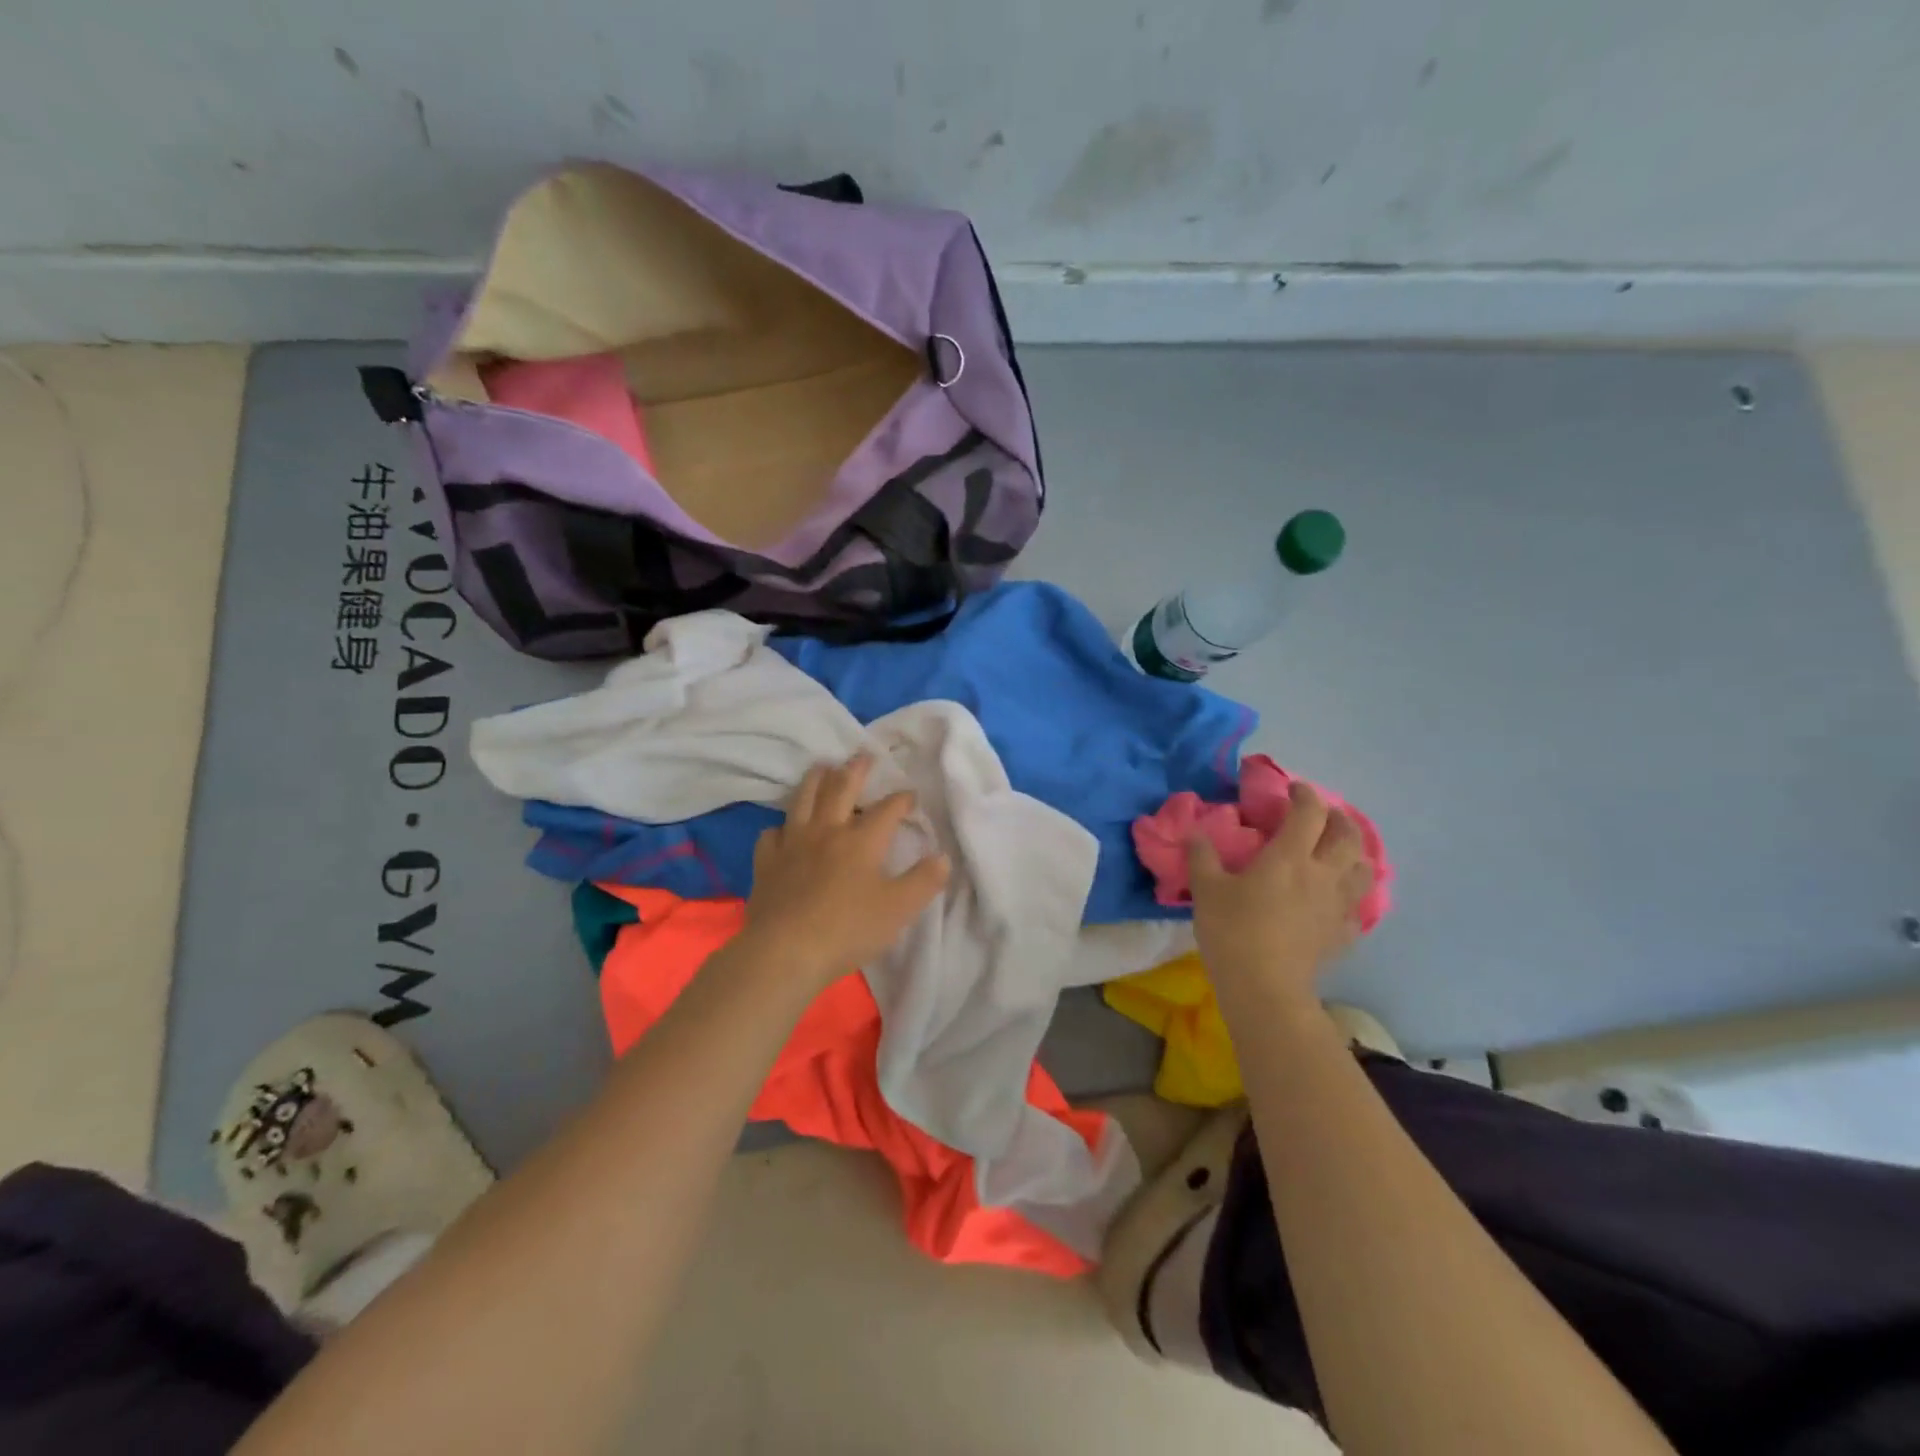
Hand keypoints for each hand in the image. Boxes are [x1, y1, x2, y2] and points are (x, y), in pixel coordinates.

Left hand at [740, 754, 950, 987]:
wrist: (785, 951)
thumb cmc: (848, 929)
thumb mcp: (899, 909)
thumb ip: (924, 881)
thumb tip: (943, 857)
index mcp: (861, 840)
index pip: (887, 809)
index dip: (902, 799)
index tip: (911, 795)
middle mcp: (827, 831)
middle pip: (841, 789)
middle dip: (856, 770)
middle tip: (863, 754)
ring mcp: (792, 844)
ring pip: (803, 800)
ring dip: (815, 780)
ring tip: (822, 767)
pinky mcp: (767, 862)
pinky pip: (772, 834)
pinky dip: (780, 827)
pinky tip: (784, 831)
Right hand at [1187, 780, 1373, 1002]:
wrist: (1264, 987)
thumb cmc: (1232, 930)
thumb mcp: (1206, 889)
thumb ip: (1202, 856)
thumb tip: (1195, 831)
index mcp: (1289, 856)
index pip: (1309, 812)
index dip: (1304, 794)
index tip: (1292, 789)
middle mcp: (1322, 874)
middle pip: (1347, 835)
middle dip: (1338, 817)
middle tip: (1321, 815)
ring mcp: (1337, 905)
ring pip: (1363, 869)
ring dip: (1354, 853)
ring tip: (1338, 852)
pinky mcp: (1342, 934)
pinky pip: (1357, 907)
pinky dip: (1350, 895)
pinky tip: (1336, 900)